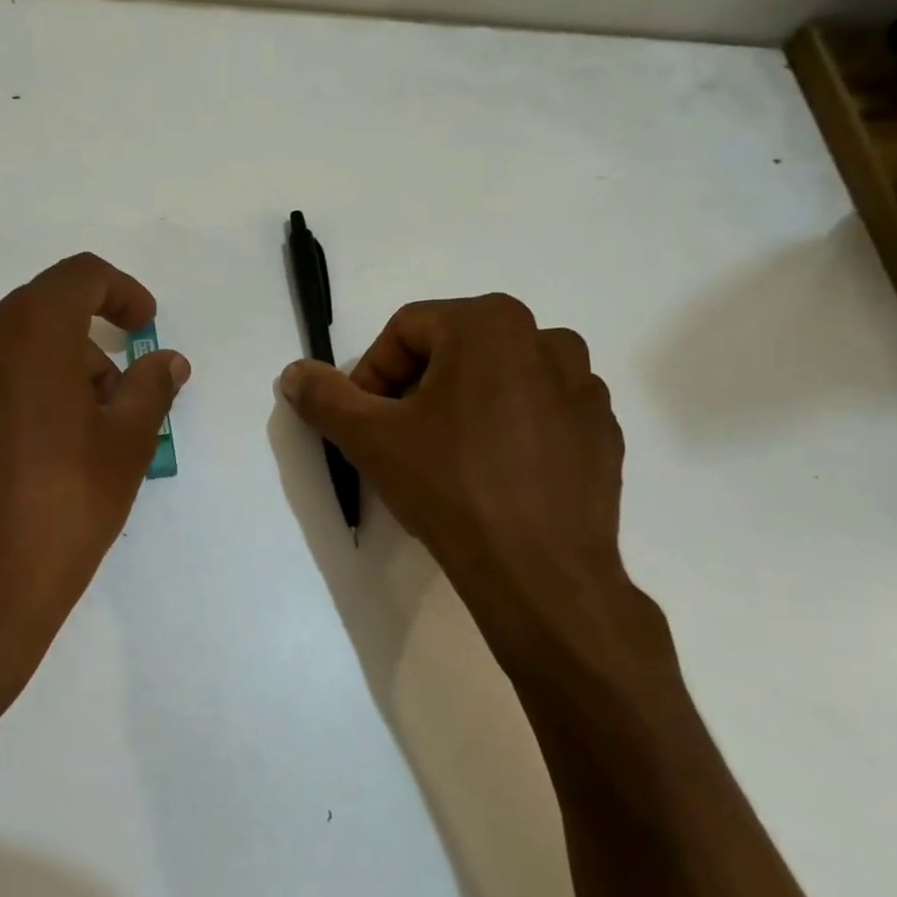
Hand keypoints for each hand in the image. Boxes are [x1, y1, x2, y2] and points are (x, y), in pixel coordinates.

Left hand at [0, 254, 189, 750]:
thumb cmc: (62, 510)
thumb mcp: (126, 447)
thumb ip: (151, 387)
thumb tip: (166, 360)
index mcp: (25, 332)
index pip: (80, 276)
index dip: (121, 293)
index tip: (143, 328)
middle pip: (37, 322)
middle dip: (81, 354)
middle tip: (109, 411)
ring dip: (34, 382)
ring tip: (57, 446)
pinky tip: (5, 468)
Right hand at [280, 295, 673, 692]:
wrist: (540, 572)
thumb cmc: (450, 487)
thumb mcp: (370, 440)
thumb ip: (325, 397)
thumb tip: (294, 373)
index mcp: (489, 324)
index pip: (405, 330)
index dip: (371, 374)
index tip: (364, 423)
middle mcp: (545, 338)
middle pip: (453, 350)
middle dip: (415, 390)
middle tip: (398, 441)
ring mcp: (584, 386)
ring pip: (498, 380)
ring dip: (463, 407)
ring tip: (446, 459)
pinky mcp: (602, 431)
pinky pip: (538, 413)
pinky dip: (509, 430)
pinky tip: (493, 477)